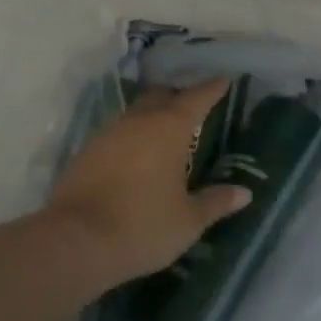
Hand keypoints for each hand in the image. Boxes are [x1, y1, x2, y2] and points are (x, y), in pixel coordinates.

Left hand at [45, 77, 251, 285]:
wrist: (77, 240)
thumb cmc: (143, 226)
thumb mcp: (188, 220)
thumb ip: (216, 202)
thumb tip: (244, 193)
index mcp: (169, 128)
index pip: (196, 98)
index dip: (211, 89)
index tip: (223, 80)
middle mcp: (139, 121)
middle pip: (161, 97)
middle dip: (178, 97)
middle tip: (193, 107)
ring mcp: (109, 133)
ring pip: (136, 112)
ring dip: (152, 116)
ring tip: (166, 133)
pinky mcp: (87, 150)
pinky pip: (117, 132)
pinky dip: (132, 136)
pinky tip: (136, 155)